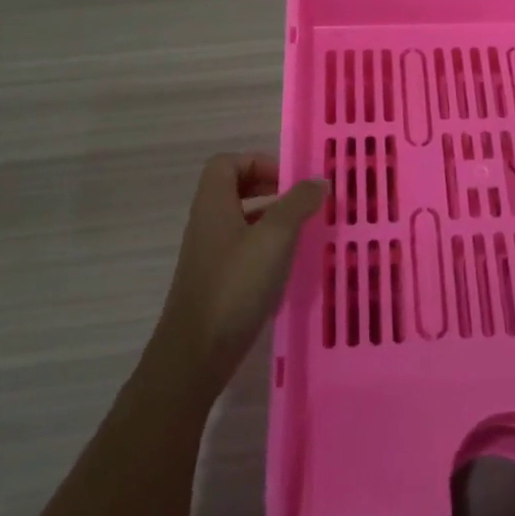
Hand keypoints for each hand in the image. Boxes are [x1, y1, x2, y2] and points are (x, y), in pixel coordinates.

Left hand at [153, 154, 326, 395]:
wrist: (196, 353)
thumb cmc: (235, 285)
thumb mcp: (274, 238)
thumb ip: (298, 204)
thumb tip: (318, 182)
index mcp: (213, 205)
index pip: (227, 163)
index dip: (258, 162)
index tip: (289, 180)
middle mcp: (206, 224)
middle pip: (233, 189)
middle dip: (268, 188)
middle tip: (299, 202)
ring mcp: (209, 254)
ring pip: (240, 220)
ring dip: (270, 218)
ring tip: (302, 231)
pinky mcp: (216, 282)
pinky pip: (241, 249)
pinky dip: (265, 247)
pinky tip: (287, 266)